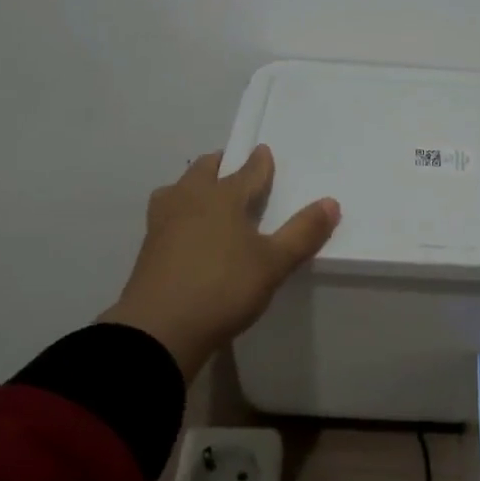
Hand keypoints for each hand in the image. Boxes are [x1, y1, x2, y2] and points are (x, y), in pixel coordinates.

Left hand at [101, 146, 339, 377]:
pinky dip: (179, 209)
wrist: (160, 329)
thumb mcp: (274, 263)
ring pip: (178, 188)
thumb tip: (331, 202)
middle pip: (204, 170)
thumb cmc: (224, 288)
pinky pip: (166, 212)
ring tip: (205, 193)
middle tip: (233, 166)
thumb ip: (303, 232)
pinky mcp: (148, 247)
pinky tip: (185, 227)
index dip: (259, 162)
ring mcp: (163, 222)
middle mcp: (190, 200)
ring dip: (194, 184)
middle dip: (221, 164)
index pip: (247, 172)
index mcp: (223, 197)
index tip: (263, 151)